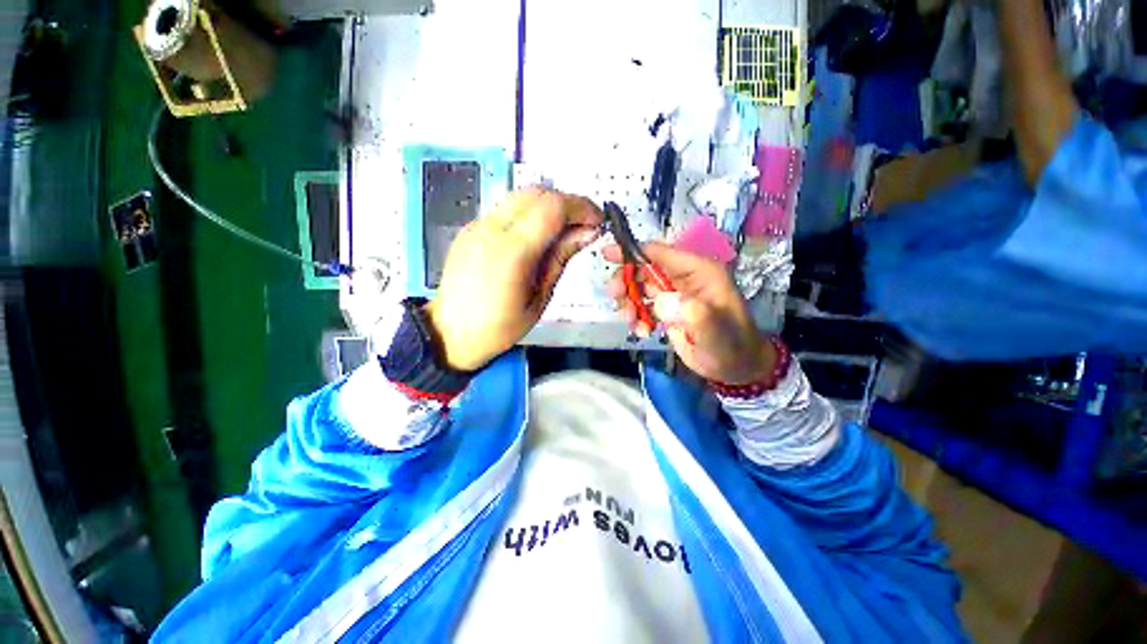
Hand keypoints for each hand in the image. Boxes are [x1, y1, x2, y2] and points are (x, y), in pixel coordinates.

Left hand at [427, 188, 602, 370]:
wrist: (449, 333)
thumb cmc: (498, 328)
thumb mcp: (540, 298)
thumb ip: (561, 258)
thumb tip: (587, 233)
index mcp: (512, 252)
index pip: (553, 207)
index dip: (581, 207)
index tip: (597, 221)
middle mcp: (491, 229)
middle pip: (537, 193)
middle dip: (568, 203)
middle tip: (584, 225)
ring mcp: (478, 225)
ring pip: (521, 195)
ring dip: (549, 205)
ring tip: (564, 229)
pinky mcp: (471, 228)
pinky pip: (507, 208)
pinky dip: (530, 212)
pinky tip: (538, 234)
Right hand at [605, 242, 774, 384]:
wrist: (734, 368)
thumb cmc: (730, 346)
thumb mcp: (716, 331)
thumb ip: (694, 313)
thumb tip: (661, 302)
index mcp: (698, 271)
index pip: (660, 252)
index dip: (632, 251)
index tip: (607, 254)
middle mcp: (683, 278)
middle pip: (643, 269)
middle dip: (625, 281)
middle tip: (616, 297)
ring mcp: (673, 294)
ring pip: (638, 287)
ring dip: (628, 302)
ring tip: (632, 320)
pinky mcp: (666, 310)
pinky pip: (641, 306)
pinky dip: (635, 317)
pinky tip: (643, 331)